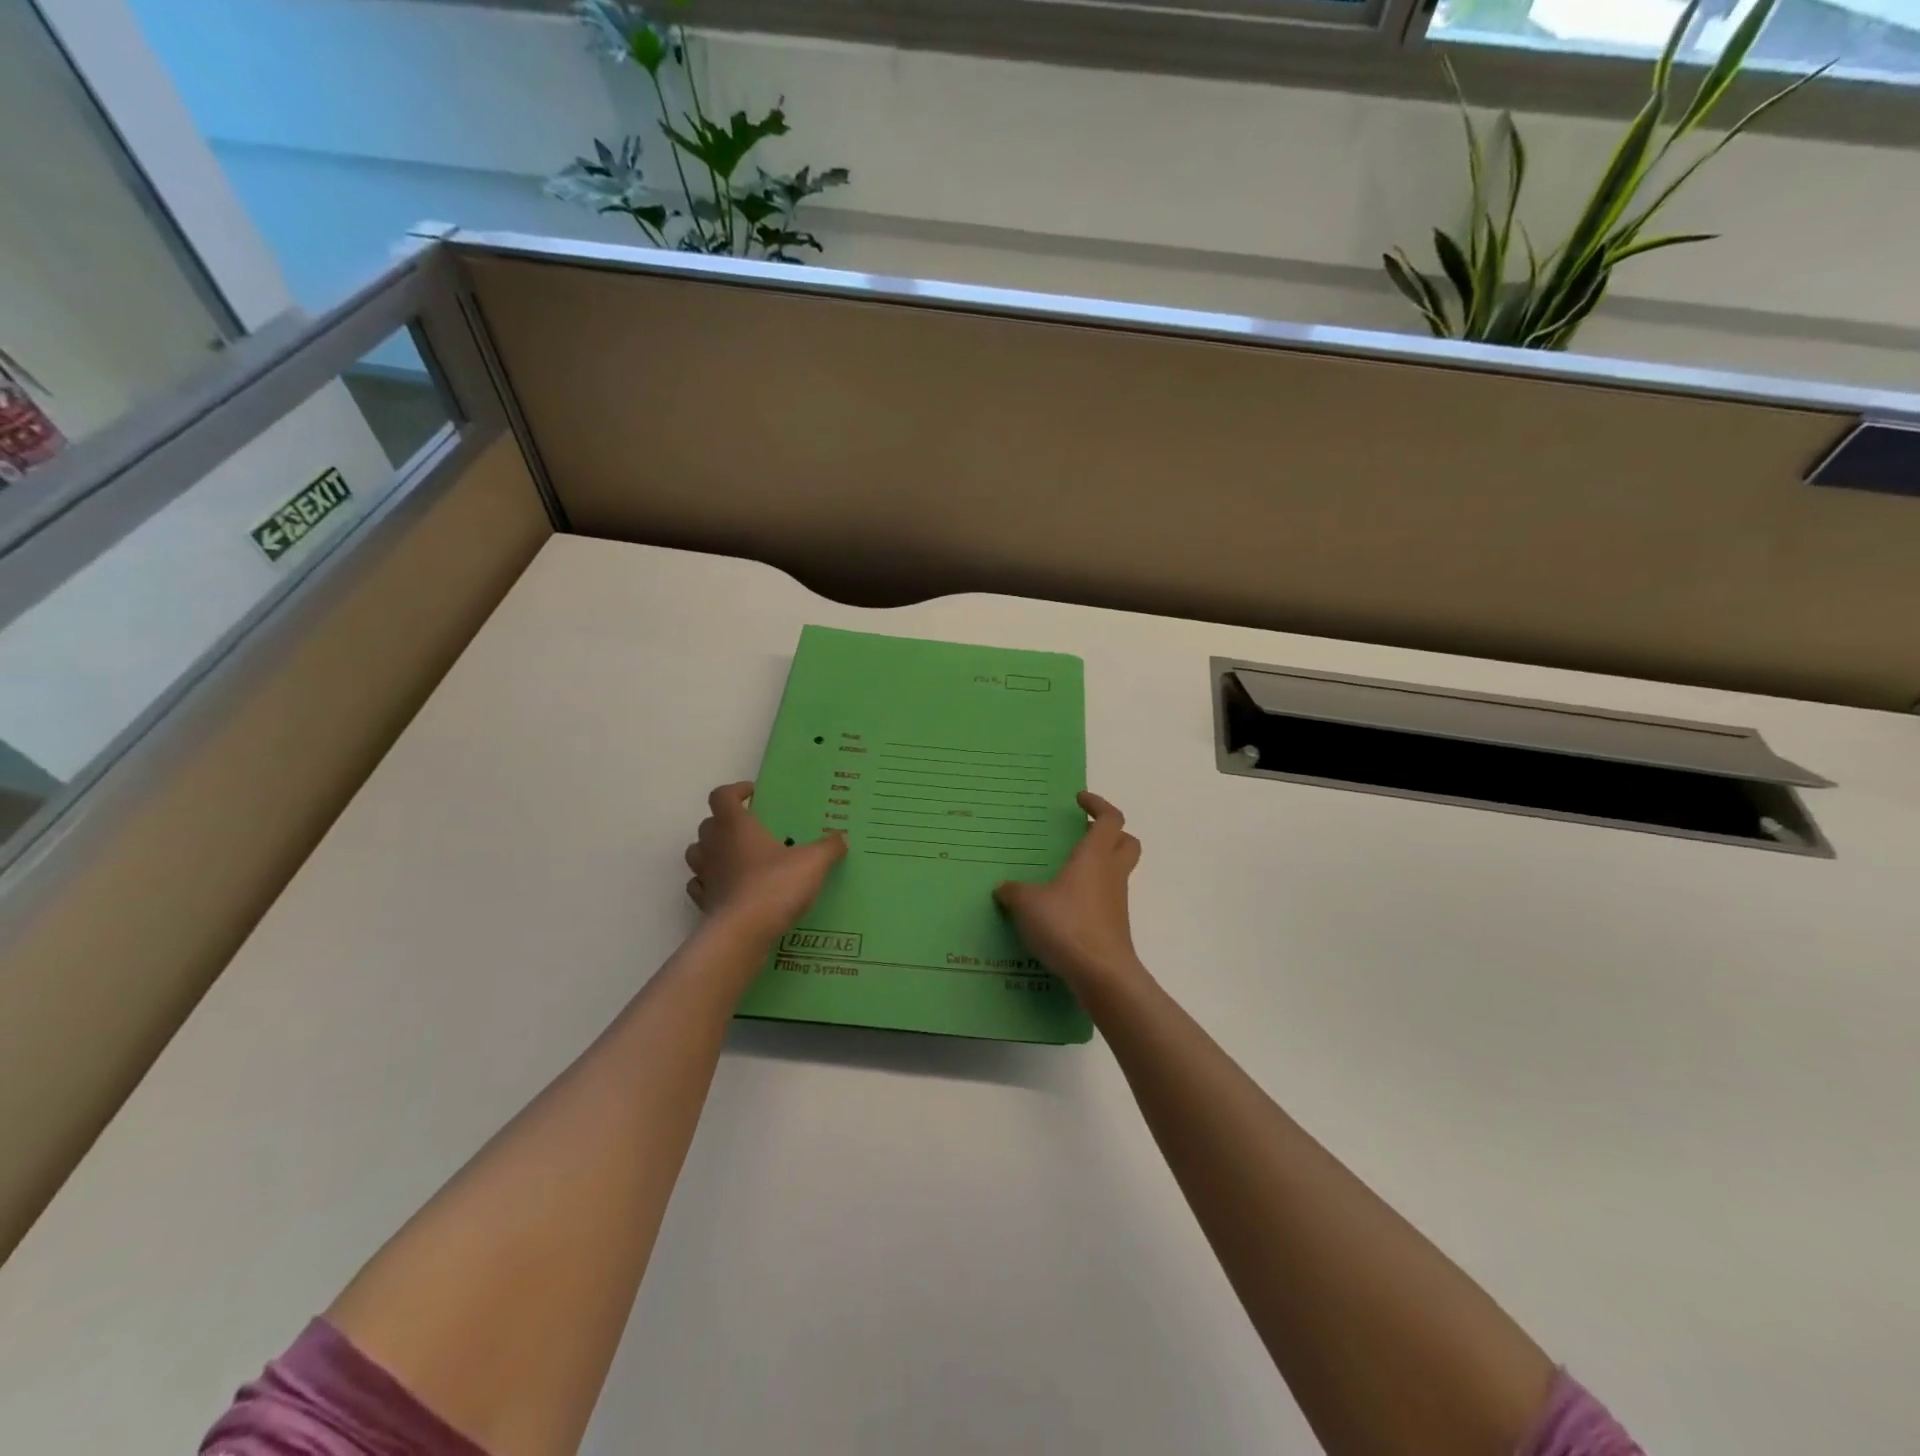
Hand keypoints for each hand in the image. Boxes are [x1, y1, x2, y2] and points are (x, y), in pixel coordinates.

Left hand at [684, 782, 846, 943]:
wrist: (743, 933)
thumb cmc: (775, 886)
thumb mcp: (813, 862)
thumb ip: (828, 847)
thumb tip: (840, 838)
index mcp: (736, 826)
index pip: (722, 796)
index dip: (735, 791)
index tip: (753, 794)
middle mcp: (715, 846)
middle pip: (708, 823)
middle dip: (725, 822)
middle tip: (751, 829)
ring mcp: (705, 875)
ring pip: (697, 853)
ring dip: (712, 850)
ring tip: (737, 857)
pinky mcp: (704, 902)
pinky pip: (700, 885)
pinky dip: (711, 882)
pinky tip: (730, 887)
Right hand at [995, 792, 1144, 993]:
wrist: (1101, 974)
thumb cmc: (1067, 925)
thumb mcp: (1028, 904)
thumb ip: (1014, 892)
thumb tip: (1004, 889)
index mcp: (1094, 856)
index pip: (1110, 819)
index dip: (1098, 805)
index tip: (1079, 801)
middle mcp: (1111, 873)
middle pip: (1126, 841)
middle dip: (1109, 833)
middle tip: (1082, 834)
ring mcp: (1116, 902)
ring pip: (1117, 871)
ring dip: (1098, 866)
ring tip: (1064, 874)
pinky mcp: (1114, 927)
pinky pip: (1106, 900)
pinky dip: (1090, 896)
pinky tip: (1063, 909)